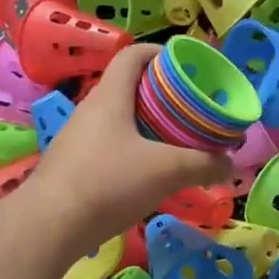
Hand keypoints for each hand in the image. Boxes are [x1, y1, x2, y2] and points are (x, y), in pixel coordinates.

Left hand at [25, 44, 230, 247]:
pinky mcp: (73, 166)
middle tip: (190, 107)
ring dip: (147, 124)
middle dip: (161, 93)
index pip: (132, 55)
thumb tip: (230, 164)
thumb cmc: (108, 182)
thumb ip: (202, 164)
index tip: (185, 63)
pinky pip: (109, 146)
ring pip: (119, 119)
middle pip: (128, 87)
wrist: (48, 227)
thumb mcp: (166, 171)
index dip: (159, 51)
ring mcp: (78, 139)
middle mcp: (90, 110)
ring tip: (175, 140)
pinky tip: (148, 173)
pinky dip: (132, 150)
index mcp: (110, 96)